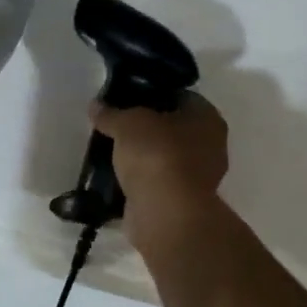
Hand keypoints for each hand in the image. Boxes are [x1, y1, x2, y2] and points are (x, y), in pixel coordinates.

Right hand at [92, 92, 228, 240]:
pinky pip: (156, 183)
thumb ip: (111, 114)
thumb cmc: (157, 155)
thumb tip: (96, 106)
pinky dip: (140, 181)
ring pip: (164, 158)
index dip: (154, 94)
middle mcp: (210, 145)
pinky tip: (116, 177)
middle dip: (146, 128)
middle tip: (116, 125)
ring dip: (142, 157)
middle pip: (172, 129)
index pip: (181, 97)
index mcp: (207, 118)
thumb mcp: (128, 123)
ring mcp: (197, 177)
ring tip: (112, 151)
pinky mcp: (180, 202)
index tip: (127, 98)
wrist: (164, 212)